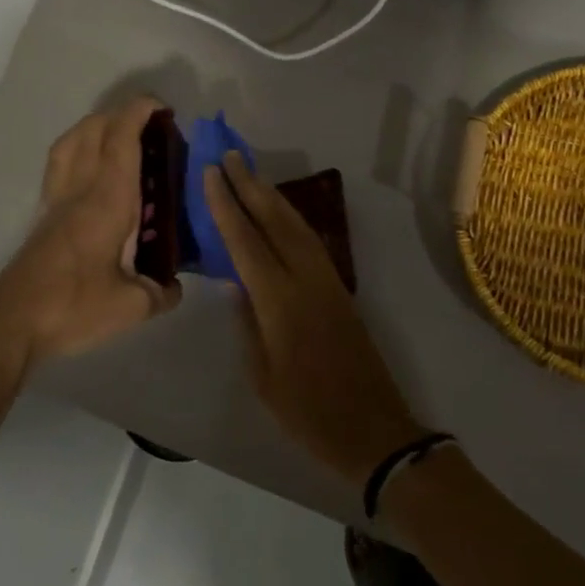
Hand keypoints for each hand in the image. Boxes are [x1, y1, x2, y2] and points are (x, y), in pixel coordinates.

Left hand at [0, 98, 180, 370]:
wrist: (13, 322)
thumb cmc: (74, 306)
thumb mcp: (132, 307)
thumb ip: (161, 292)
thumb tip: (174, 286)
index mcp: (108, 199)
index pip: (122, 138)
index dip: (141, 112)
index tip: (164, 109)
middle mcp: (80, 188)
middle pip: (94, 128)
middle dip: (123, 114)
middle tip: (152, 127)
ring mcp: (57, 198)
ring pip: (71, 140)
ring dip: (97, 125)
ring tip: (121, 137)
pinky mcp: (43, 213)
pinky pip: (60, 162)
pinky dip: (78, 148)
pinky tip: (92, 170)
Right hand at [204, 151, 425, 482]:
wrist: (373, 428)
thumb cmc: (309, 412)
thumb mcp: (263, 375)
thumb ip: (248, 324)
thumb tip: (236, 283)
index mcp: (281, 302)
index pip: (246, 242)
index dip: (226, 206)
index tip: (211, 174)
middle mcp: (306, 280)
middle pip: (275, 221)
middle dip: (250, 186)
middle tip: (229, 156)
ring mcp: (327, 280)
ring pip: (296, 225)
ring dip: (271, 196)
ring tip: (249, 173)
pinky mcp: (339, 287)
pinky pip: (309, 240)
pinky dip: (289, 217)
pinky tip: (278, 212)